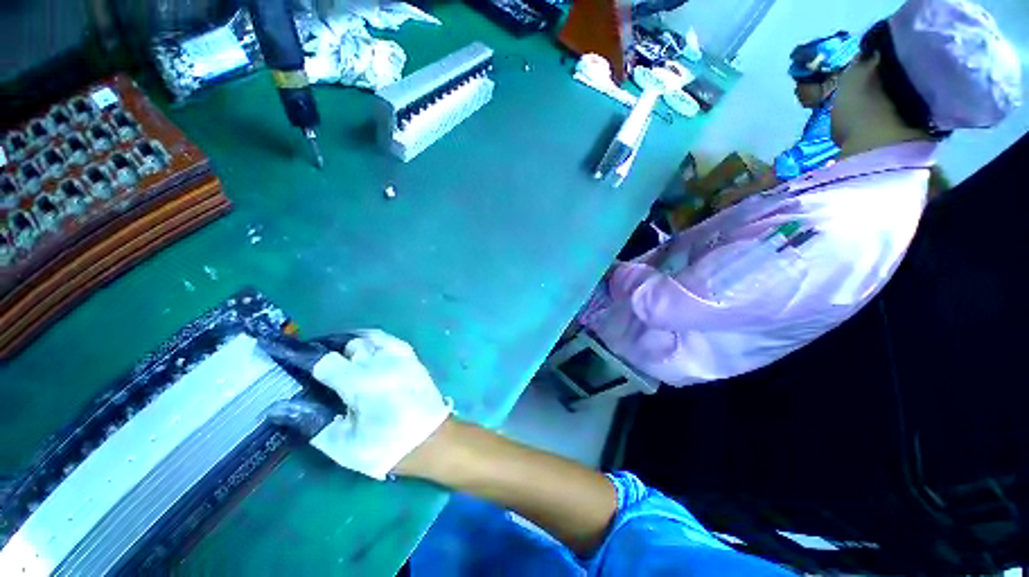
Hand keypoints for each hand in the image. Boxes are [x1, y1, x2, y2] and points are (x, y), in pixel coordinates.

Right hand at [261, 330, 451, 479]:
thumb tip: (277, 407)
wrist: (431, 440)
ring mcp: (401, 357)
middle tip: (319, 368)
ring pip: (370, 337)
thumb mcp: (342, 444)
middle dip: (330, 353)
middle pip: (349, 346)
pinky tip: (368, 352)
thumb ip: (310, 422)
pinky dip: (374, 341)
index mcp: (362, 383)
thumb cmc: (385, 447)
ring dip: (353, 344)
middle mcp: (382, 362)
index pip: (324, 361)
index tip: (283, 352)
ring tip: (342, 358)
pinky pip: (390, 340)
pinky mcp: (413, 358)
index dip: (301, 356)